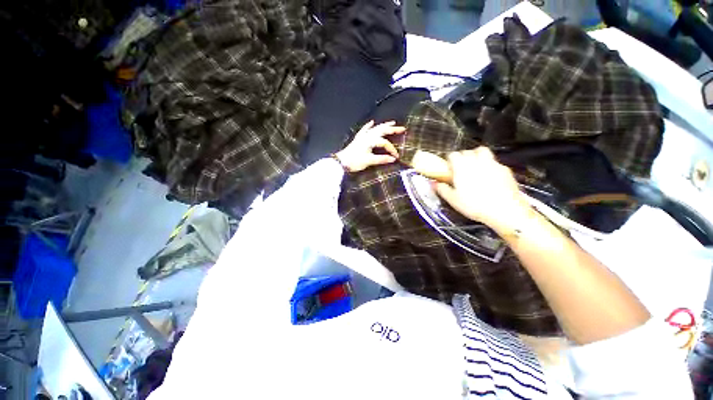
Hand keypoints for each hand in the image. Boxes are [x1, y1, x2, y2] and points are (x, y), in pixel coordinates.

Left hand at [334, 120, 405, 171]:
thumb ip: (381, 159)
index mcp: (371, 141)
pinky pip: (365, 130)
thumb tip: (393, 159)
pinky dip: (369, 126)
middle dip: (392, 129)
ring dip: (384, 125)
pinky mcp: (358, 139)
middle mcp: (367, 136)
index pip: (385, 143)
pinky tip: (371, 122)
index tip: (396, 157)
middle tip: (402, 128)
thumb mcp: (369, 161)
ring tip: (392, 122)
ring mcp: (362, 136)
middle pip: (382, 130)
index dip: (392, 149)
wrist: (341, 162)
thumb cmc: (355, 161)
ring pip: (375, 128)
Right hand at [434, 147, 530, 230]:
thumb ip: (442, 189)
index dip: (449, 159)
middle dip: (462, 156)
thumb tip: (433, 183)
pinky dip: (489, 165)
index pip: (453, 155)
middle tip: (460, 168)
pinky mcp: (505, 169)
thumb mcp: (453, 200)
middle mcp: (477, 161)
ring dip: (477, 155)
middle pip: (467, 151)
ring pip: (483, 151)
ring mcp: (493, 164)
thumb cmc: (474, 205)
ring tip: (475, 167)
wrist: (505, 211)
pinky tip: (489, 177)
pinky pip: (495, 162)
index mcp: (462, 167)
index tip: (448, 167)